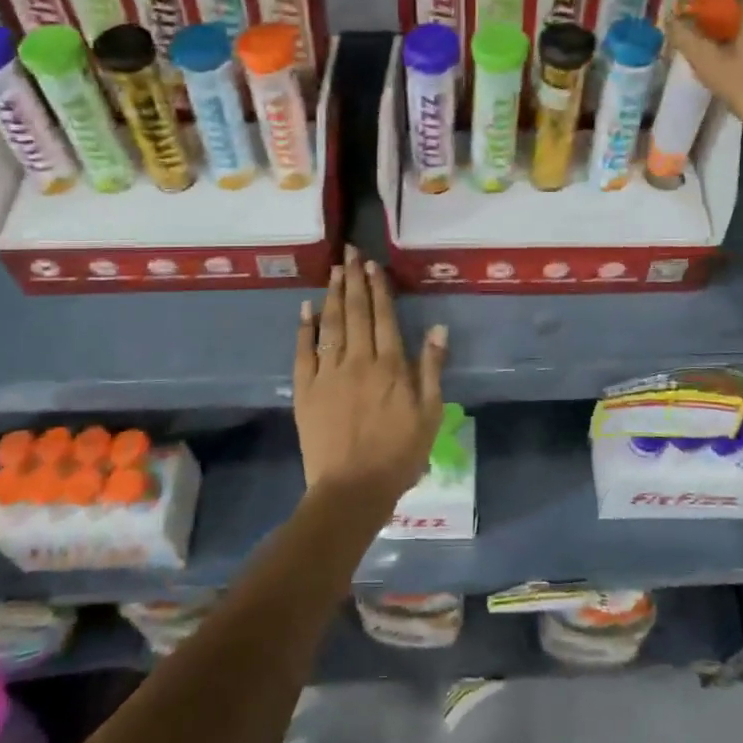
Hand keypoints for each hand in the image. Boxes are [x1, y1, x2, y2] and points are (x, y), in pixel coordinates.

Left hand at [293, 246, 447, 509]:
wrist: (352, 489)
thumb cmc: (399, 454)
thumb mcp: (430, 413)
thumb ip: (432, 368)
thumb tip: (438, 328)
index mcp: (390, 365)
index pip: (384, 316)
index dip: (379, 288)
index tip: (373, 264)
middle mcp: (358, 360)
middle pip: (357, 312)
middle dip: (354, 279)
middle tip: (350, 252)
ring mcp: (328, 373)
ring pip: (331, 324)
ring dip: (333, 295)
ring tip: (334, 270)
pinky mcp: (305, 389)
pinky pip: (304, 351)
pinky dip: (305, 328)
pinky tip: (306, 308)